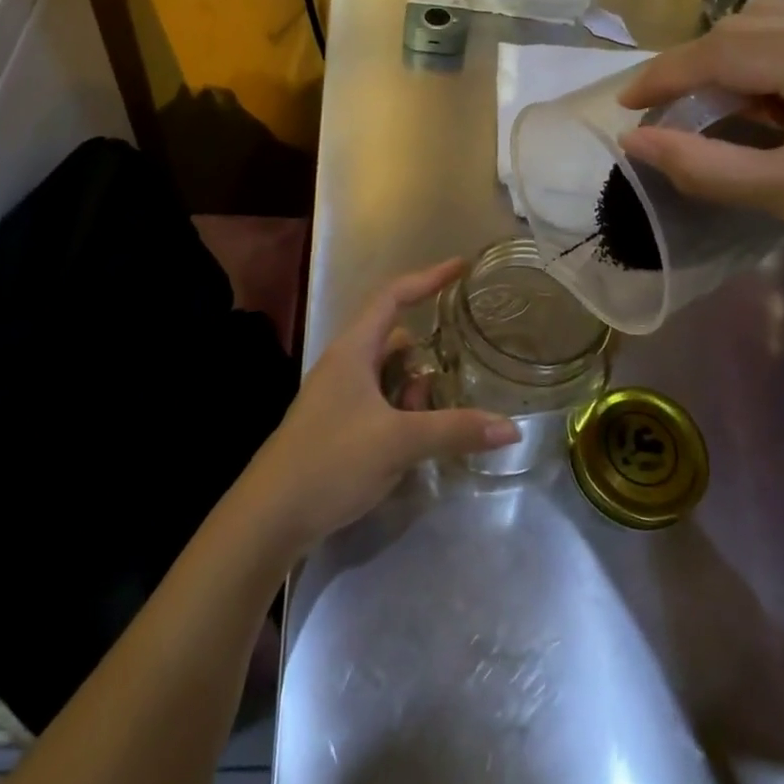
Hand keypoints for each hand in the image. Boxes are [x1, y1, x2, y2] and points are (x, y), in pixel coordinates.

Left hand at [244, 260, 521, 550]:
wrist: (271, 516)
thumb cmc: (331, 461)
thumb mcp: (399, 443)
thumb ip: (455, 430)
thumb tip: (511, 428)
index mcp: (353, 350)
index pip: (393, 296)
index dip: (428, 278)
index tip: (461, 267)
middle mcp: (345, 364)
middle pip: (394, 340)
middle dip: (425, 357)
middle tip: (457, 374)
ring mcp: (338, 396)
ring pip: (388, 376)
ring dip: (414, 391)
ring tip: (434, 418)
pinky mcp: (338, 425)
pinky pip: (380, 403)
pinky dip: (402, 413)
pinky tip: (416, 441)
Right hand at [615, 0, 783, 295]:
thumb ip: (704, 166)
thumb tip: (634, 141)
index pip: (720, 51)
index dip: (663, 76)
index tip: (625, 106)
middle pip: (742, 27)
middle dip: (694, 66)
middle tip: (668, 112)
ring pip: (773, 17)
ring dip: (731, 50)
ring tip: (718, 97)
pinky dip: (772, 42)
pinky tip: (774, 79)